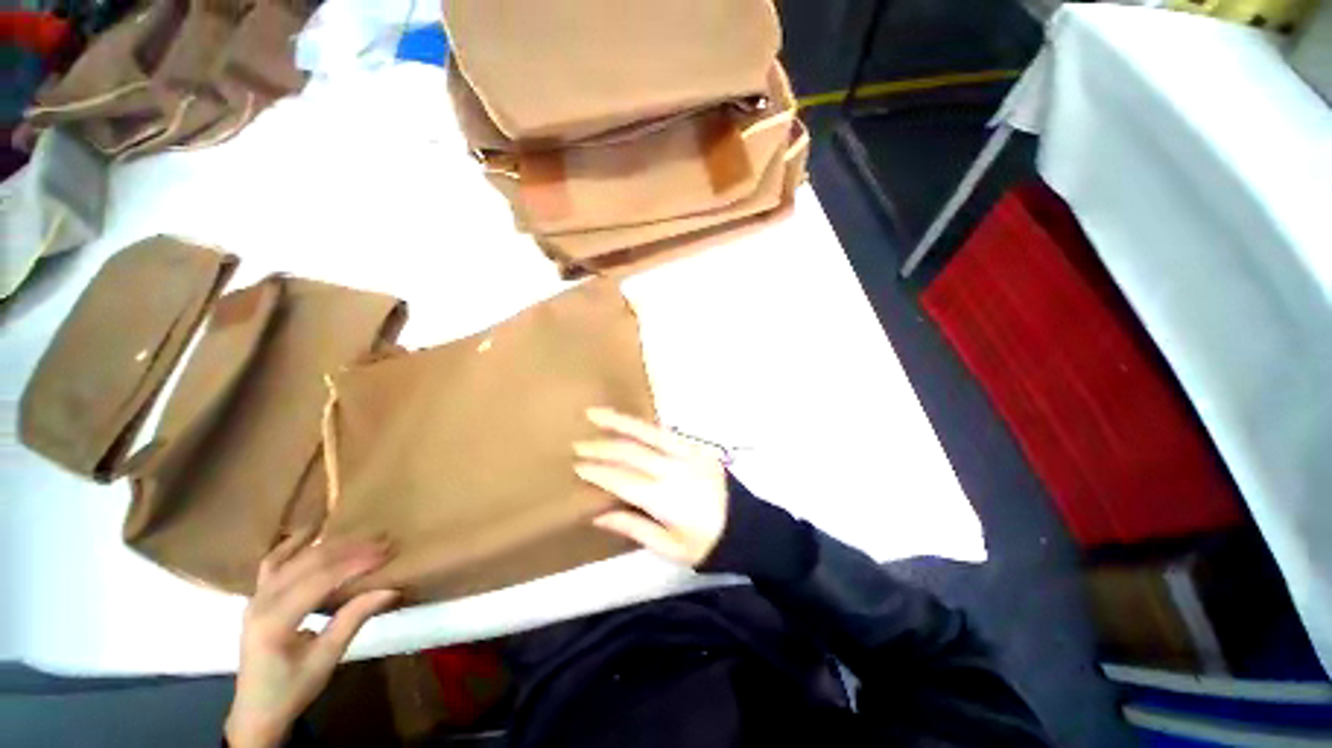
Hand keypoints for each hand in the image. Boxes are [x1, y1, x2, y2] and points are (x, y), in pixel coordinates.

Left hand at [225, 533, 398, 747]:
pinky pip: (274, 562)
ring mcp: (255, 596)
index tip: (388, 552)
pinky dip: (293, 543)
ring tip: (362, 536)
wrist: (256, 710)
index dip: (355, 563)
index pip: (320, 580)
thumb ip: (353, 619)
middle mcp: (260, 601)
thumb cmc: (292, 688)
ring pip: (294, 558)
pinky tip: (312, 529)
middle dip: (349, 549)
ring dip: (330, 544)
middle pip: (308, 564)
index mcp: (274, 621)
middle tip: (384, 540)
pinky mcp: (257, 596)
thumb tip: (391, 588)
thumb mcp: (326, 659)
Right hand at [575, 408, 728, 566]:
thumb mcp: (669, 548)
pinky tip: (630, 423)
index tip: (577, 466)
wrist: (747, 527)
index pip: (621, 479)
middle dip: (601, 447)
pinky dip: (644, 426)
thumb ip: (633, 528)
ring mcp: (686, 454)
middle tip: (578, 443)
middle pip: (629, 452)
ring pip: (647, 433)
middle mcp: (672, 470)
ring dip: (619, 422)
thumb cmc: (706, 544)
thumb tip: (598, 514)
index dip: (597, 471)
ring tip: (596, 413)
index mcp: (663, 498)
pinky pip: (665, 432)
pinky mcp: (697, 447)